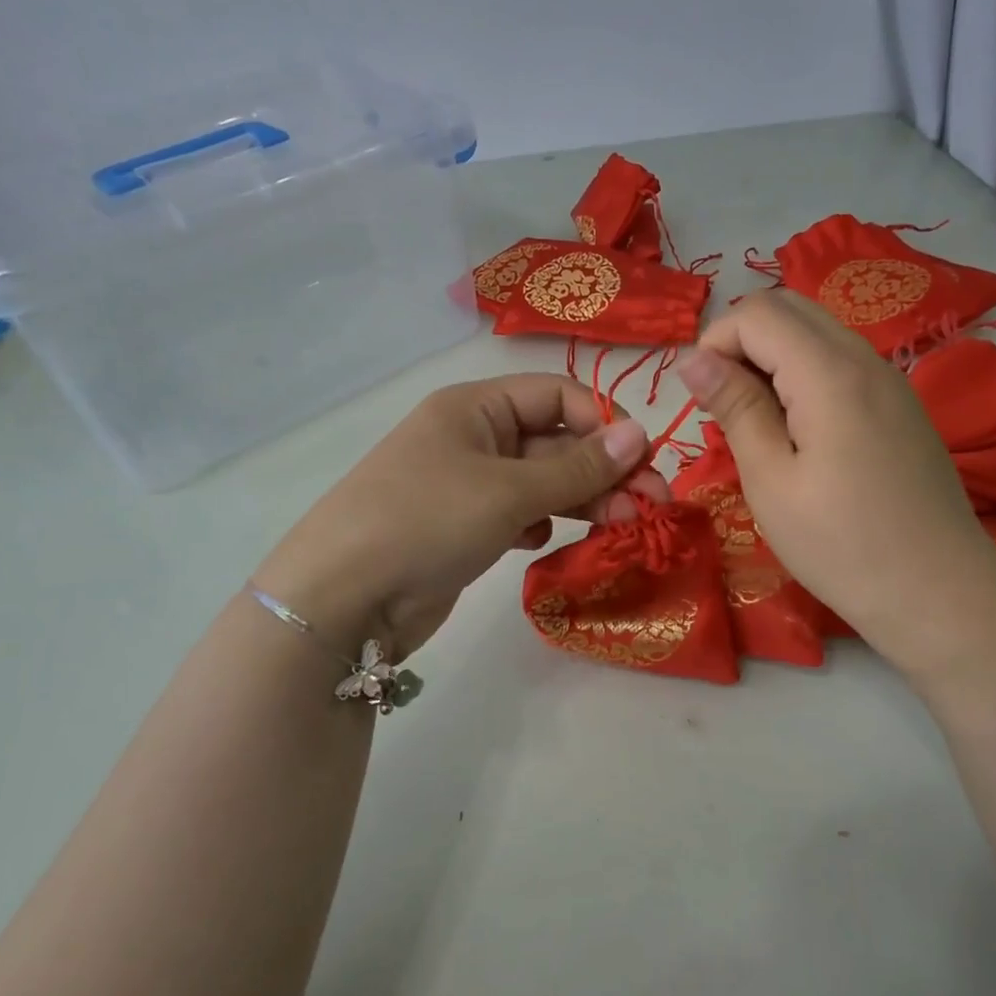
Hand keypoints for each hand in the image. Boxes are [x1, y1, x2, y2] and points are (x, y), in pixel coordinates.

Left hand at [255, 375, 669, 656]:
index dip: (602, 423)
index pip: (557, 396)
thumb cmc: (426, 521)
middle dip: (604, 471)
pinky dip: (542, 523)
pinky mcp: (465, 527)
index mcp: (476, 408)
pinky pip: (520, 513)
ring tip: (622, 527)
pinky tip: (543, 543)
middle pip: (556, 442)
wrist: (342, 599)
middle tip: (653, 506)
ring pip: (543, 482)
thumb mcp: (508, 491)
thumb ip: (578, 468)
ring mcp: (468, 485)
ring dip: (583, 500)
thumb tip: (642, 434)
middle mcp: (473, 438)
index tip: (639, 463)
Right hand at [678, 292, 995, 678]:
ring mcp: (890, 379)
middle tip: (722, 404)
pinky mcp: (900, 404)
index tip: (700, 399)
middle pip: (788, 308)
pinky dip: (803, 374)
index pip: (757, 313)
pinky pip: (840, 360)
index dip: (714, 342)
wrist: (938, 593)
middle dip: (741, 341)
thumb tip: (691, 358)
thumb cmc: (841, 545)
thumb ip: (734, 407)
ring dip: (772, 357)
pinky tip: (796, 430)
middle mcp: (865, 357)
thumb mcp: (770, 480)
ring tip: (754, 421)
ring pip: (816, 331)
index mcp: (829, 372)